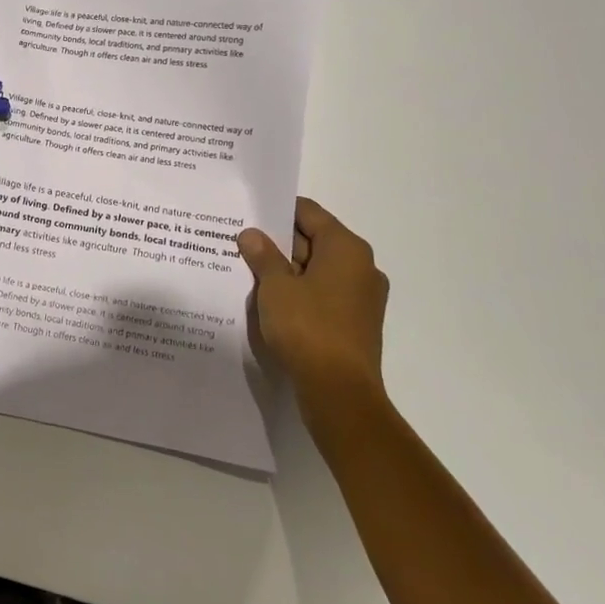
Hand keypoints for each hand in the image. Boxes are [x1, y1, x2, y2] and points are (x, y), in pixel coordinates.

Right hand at [237, 199, 389, 438]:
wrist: (339, 392)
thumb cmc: (308, 327)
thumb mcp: (275, 287)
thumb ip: (263, 256)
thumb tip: (252, 235)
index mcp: (346, 248)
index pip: (309, 212)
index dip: (277, 211)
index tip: (249, 214)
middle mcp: (361, 266)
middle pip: (314, 240)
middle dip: (279, 242)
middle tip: (242, 242)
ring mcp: (362, 297)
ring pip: (318, 269)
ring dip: (287, 270)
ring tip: (250, 271)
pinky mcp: (356, 322)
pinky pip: (323, 294)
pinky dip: (300, 292)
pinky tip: (271, 300)